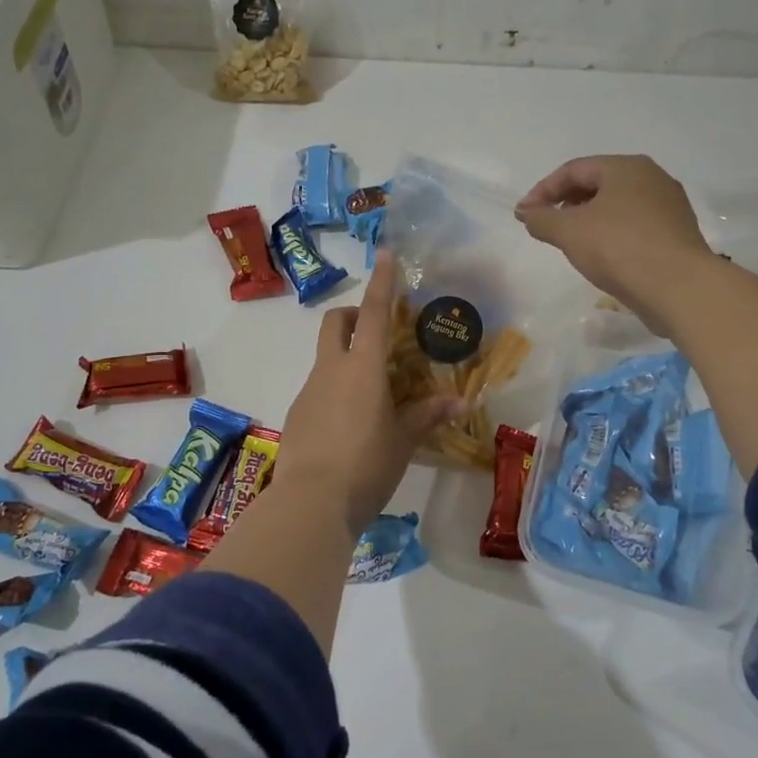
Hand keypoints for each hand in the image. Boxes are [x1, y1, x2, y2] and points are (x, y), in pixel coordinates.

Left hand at [273, 251, 460, 532]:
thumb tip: (460, 402)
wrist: (310, 503)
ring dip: (345, 357)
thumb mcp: (403, 441)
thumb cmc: (366, 465)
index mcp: (362, 368)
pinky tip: (350, 424)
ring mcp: (308, 391)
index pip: (373, 313)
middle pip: (335, 323)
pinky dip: (335, 389)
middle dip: (351, 314)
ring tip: (372, 393)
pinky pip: (318, 388)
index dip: (381, 282)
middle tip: (375, 331)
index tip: (384, 254)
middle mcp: (331, 370)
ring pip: (325, 357)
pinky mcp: (297, 414)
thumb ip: (427, 416)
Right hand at [516, 155, 714, 333]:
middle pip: (598, 183)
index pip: (574, 169)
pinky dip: (611, 233)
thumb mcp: (569, 232)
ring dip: (589, 219)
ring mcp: (669, 206)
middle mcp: (652, 178)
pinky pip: (634, 225)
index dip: (543, 190)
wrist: (679, 287)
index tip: (524, 215)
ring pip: (617, 205)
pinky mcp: (677, 233)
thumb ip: (541, 219)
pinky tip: (602, 255)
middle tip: (546, 225)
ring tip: (571, 242)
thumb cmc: (619, 248)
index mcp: (626, 167)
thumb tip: (526, 212)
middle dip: (566, 202)